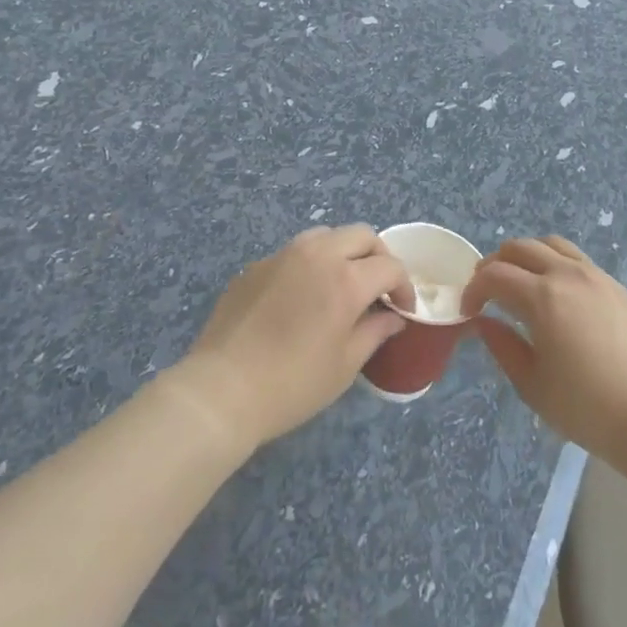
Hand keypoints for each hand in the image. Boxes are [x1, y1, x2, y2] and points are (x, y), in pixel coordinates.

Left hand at [173, 225, 411, 447]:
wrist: (222, 390)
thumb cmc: (293, 384)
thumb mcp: (345, 365)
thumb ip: (375, 332)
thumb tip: (392, 317)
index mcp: (346, 279)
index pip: (390, 265)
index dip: (404, 286)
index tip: (403, 309)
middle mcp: (316, 255)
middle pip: (361, 235)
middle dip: (378, 256)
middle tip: (378, 288)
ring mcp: (281, 256)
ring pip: (324, 236)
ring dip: (342, 253)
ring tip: (340, 284)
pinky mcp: (255, 266)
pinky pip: (292, 254)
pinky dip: (308, 265)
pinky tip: (300, 298)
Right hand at [462, 237, 626, 465]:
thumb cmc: (586, 408)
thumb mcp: (532, 385)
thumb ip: (503, 347)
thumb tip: (483, 323)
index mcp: (542, 297)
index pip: (494, 275)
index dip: (474, 289)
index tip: (468, 311)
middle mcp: (568, 275)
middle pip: (521, 248)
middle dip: (496, 264)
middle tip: (488, 292)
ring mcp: (597, 277)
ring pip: (552, 245)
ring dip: (527, 257)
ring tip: (521, 284)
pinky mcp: (617, 287)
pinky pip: (578, 259)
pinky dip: (556, 264)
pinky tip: (557, 295)